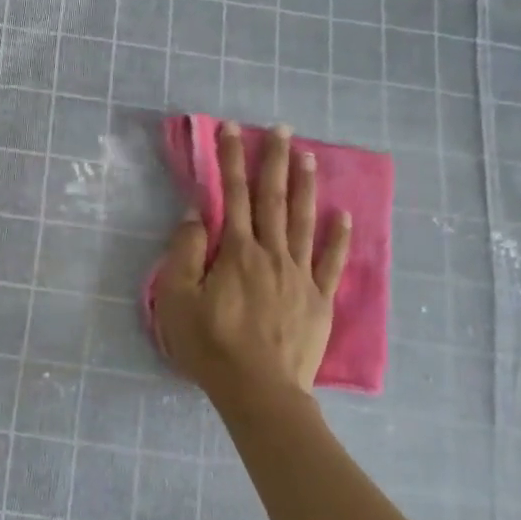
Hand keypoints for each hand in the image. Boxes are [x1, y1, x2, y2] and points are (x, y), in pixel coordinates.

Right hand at [155, 122, 350, 398]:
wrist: (259, 390)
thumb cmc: (209, 345)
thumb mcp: (176, 299)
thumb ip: (184, 253)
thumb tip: (197, 215)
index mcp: (236, 252)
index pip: (233, 195)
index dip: (231, 159)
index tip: (232, 129)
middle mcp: (271, 254)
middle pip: (273, 200)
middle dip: (274, 161)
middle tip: (282, 129)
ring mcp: (300, 276)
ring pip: (304, 222)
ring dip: (306, 187)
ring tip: (308, 156)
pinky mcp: (319, 300)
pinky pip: (330, 262)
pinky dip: (338, 237)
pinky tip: (343, 215)